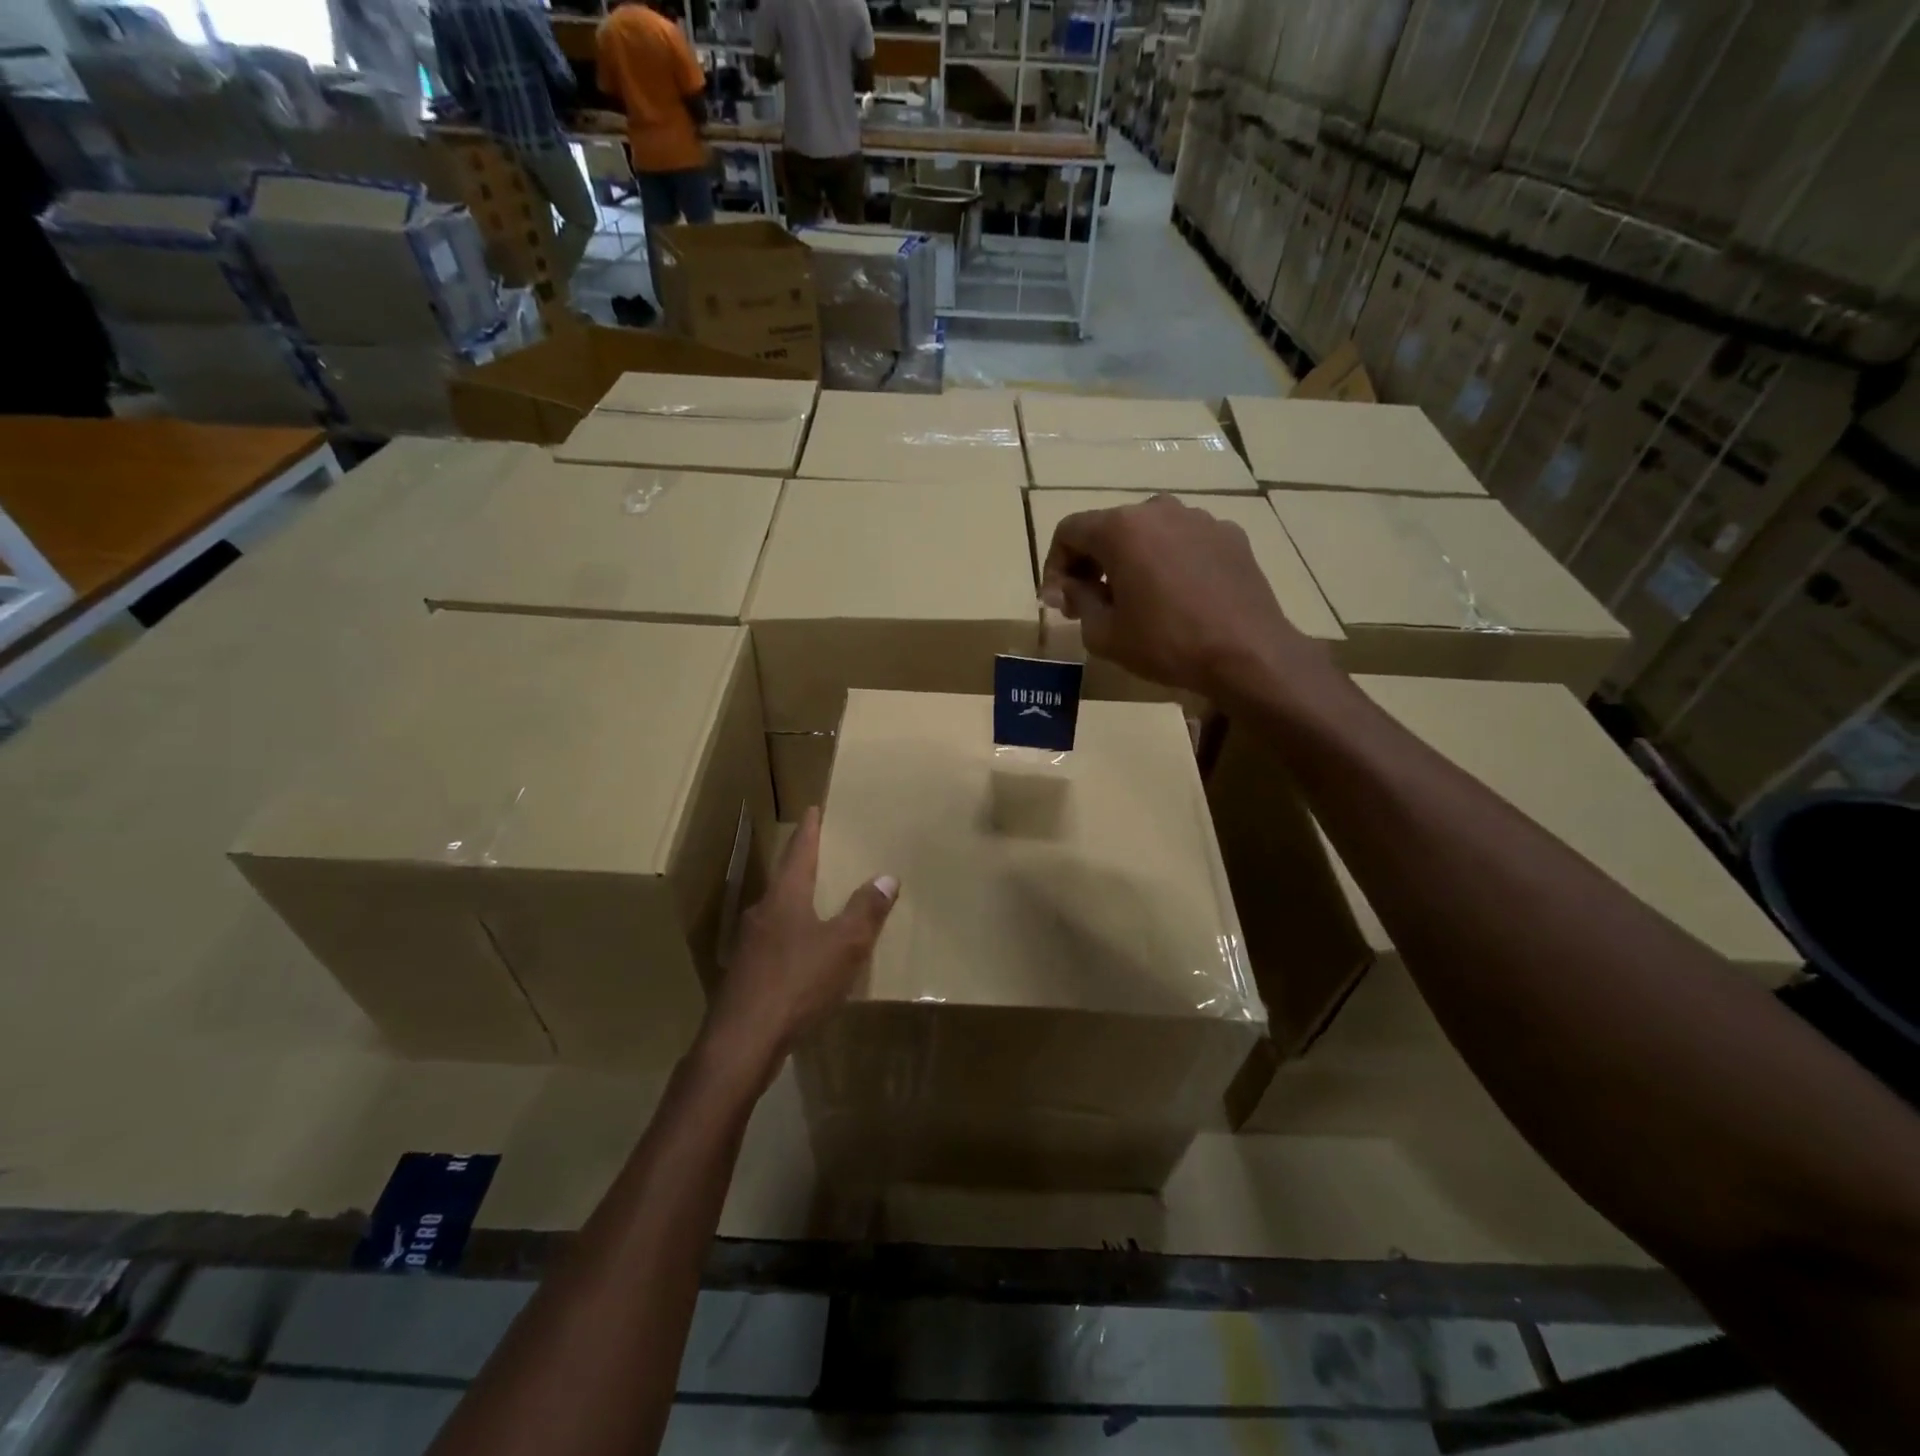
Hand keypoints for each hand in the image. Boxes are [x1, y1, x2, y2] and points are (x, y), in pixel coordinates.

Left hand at [701, 809, 897, 1079]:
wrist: (741, 1043)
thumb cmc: (797, 983)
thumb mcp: (844, 945)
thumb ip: (866, 910)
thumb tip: (886, 876)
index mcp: (785, 898)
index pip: (799, 852)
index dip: (809, 830)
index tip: (813, 809)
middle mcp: (762, 913)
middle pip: (785, 881)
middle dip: (803, 868)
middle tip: (823, 857)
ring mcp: (749, 946)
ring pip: (778, 915)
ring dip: (798, 905)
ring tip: (819, 906)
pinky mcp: (745, 976)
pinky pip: (774, 945)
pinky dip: (792, 940)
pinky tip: (804, 958)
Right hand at [1039, 494, 1333, 704]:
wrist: (1247, 653)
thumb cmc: (1166, 643)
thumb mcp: (1104, 633)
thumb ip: (1077, 600)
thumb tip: (1066, 587)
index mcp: (1121, 528)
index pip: (1069, 531)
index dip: (1054, 565)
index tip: (1057, 599)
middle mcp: (1158, 510)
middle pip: (1109, 528)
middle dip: (1092, 563)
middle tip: (1089, 603)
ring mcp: (1199, 518)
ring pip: (1148, 533)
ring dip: (1131, 560)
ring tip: (1135, 600)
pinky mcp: (1229, 535)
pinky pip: (1183, 542)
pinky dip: (1168, 562)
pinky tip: (1176, 598)